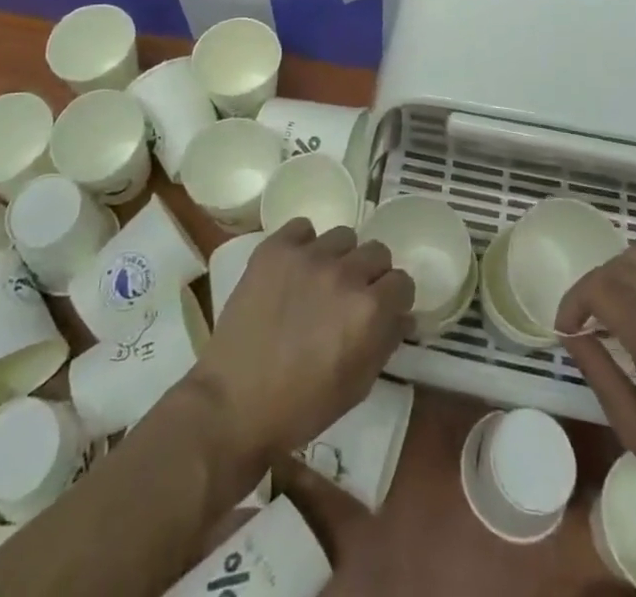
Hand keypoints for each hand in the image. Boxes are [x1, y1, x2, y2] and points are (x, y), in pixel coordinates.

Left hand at [191, 220, 415, 464]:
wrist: (233, 404)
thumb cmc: (300, 407)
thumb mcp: (357, 386)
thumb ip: (385, 342)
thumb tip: (402, 315)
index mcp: (369, 309)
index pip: (402, 281)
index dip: (395, 298)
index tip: (385, 309)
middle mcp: (344, 273)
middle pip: (377, 252)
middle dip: (372, 274)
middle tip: (352, 296)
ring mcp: (308, 256)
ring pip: (343, 236)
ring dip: (340, 257)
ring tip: (320, 281)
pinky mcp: (275, 249)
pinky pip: (303, 228)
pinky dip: (304, 244)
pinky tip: (295, 269)